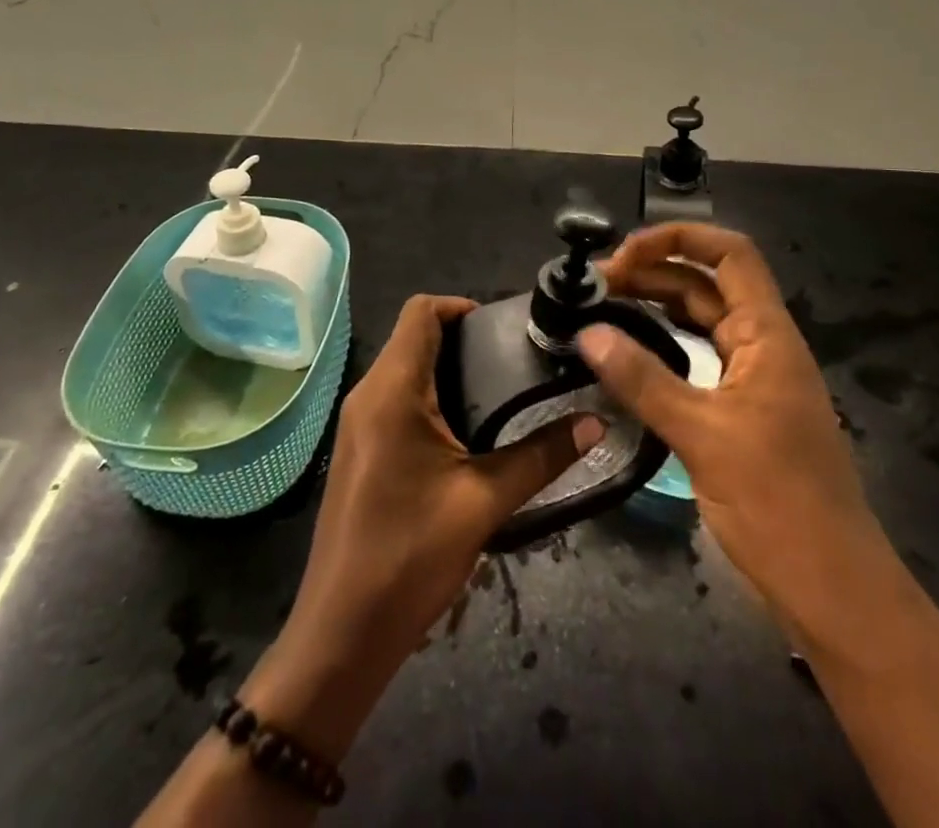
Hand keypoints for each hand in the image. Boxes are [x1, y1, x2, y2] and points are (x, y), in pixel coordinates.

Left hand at [246, 295, 603, 759]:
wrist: (343, 632)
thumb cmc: (410, 555)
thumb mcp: (484, 501)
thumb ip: (541, 456)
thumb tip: (595, 422)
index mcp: (391, 390)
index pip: (420, 311)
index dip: (461, 306)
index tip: (504, 327)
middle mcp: (367, 394)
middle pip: (413, 337)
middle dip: (463, 339)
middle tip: (515, 360)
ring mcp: (358, 423)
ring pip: (404, 369)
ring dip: (448, 369)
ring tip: (501, 392)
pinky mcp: (360, 449)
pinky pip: (396, 399)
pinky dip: (431, 397)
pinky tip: (468, 431)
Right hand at [586, 224, 893, 636]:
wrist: (832, 589)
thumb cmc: (778, 504)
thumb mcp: (703, 436)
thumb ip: (643, 380)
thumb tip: (588, 333)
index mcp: (768, 336)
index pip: (730, 254)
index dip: (679, 238)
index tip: (624, 254)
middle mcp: (764, 345)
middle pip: (708, 284)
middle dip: (654, 272)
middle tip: (597, 287)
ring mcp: (755, 379)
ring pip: (702, 321)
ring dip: (656, 306)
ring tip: (604, 309)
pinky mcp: (743, 410)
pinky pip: (700, 358)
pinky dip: (665, 345)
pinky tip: (632, 354)